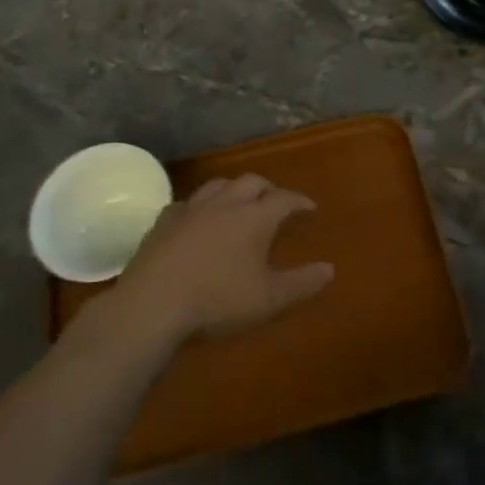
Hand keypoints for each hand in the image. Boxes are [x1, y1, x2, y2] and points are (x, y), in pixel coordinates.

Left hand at [107, 175, 334, 346]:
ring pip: (219, 185)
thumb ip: (301, 283)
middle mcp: (226, 203)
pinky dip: (201, 206)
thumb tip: (330, 269)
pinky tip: (198, 218)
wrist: (154, 303)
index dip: (299, 201)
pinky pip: (188, 202)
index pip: (284, 199)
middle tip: (275, 202)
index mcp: (255, 217)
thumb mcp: (268, 299)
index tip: (310, 207)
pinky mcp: (165, 220)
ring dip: (234, 189)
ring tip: (239, 202)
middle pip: (252, 182)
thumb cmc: (218, 300)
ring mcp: (192, 208)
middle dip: (268, 189)